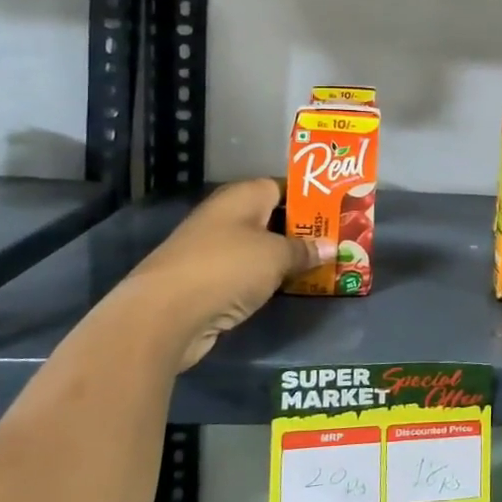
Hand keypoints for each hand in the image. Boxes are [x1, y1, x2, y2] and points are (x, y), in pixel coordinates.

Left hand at [125, 178, 332, 370]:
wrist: (163, 315)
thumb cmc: (226, 269)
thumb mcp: (276, 256)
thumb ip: (305, 249)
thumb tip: (331, 246)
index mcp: (242, 196)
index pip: (283, 186)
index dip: (311, 197)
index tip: (339, 211)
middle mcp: (225, 216)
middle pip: (272, 217)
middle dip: (303, 230)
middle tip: (338, 240)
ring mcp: (212, 249)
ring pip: (260, 247)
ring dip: (286, 257)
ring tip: (323, 264)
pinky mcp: (206, 281)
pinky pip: (247, 273)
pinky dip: (267, 278)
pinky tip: (290, 287)